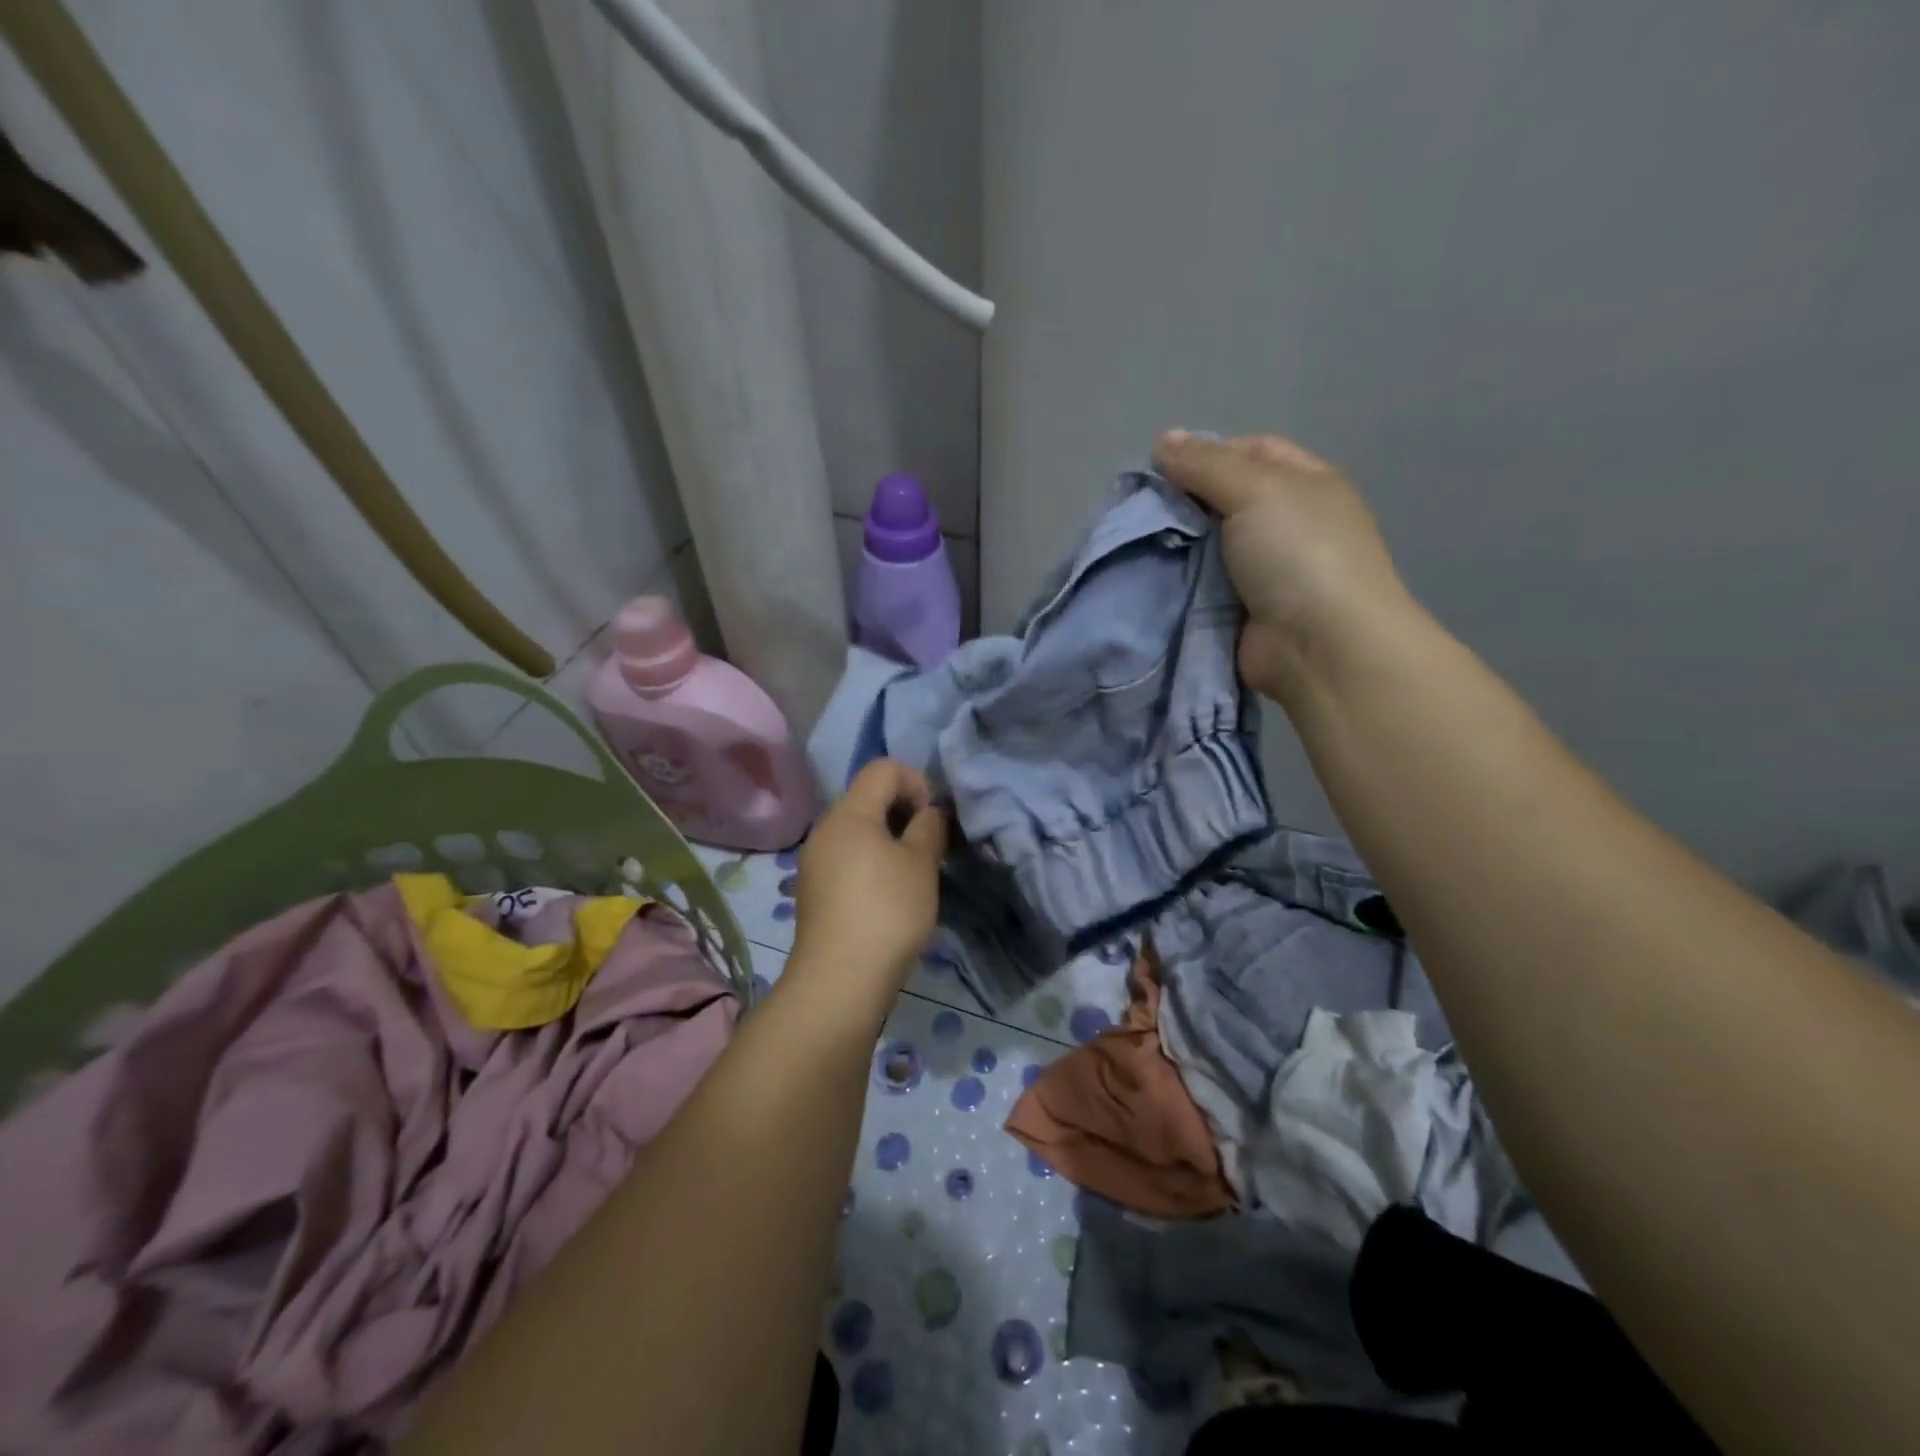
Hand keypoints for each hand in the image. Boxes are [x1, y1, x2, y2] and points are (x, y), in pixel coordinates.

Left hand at [790, 760, 946, 994]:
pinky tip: (887, 899)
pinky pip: (847, 859)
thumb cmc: (887, 912)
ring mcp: (815, 862)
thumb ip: (929, 827)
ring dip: (889, 842)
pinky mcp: (814, 891)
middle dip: (904, 813)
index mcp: (849, 813)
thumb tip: (929, 813)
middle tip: (927, 849)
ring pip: (858, 832)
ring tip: (911, 877)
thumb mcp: (920, 864)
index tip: (931, 821)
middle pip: (868, 798)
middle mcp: (825, 830)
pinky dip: (871, 865)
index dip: (916, 782)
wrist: (839, 981)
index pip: (884, 768)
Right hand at [1154, 431, 1414, 700]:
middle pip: (1221, 500)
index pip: (1249, 451)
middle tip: (1137, 513)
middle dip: (1181, 504)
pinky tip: (1144, 579)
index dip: (1206, 454)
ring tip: (1132, 545)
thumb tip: (1162, 439)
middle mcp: (1285, 524)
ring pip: (1205, 547)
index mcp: (1304, 483)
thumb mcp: (1256, 490)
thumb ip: (1204, 464)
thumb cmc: (1299, 554)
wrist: (1321, 647)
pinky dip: (1176, 584)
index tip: (1162, 472)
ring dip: (1174, 548)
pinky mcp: (1240, 611)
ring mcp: (1263, 572)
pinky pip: (1200, 588)